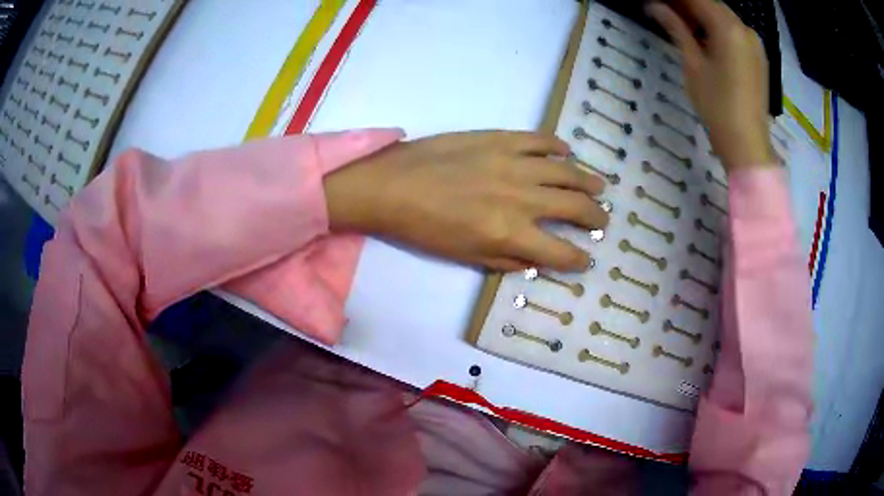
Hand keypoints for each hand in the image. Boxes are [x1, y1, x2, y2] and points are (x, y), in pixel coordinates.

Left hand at [324, 131, 608, 271]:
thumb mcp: (468, 257)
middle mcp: (522, 198)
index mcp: (511, 233)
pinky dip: (558, 146)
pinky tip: (568, 152)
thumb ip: (510, 259)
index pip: (561, 251)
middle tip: (602, 220)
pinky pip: (540, 140)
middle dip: (595, 217)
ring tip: (600, 187)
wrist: (393, 186)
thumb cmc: (426, 229)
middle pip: (574, 207)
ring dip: (588, 181)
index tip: (585, 258)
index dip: (578, 258)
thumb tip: (539, 256)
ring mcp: (514, 163)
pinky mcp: (500, 139)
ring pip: (566, 171)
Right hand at [646, 0, 773, 170]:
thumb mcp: (692, 64)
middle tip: (666, 9)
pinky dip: (717, 28)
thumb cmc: (717, 106)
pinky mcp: (758, 56)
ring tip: (680, 21)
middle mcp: (745, 28)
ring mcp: (755, 43)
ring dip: (702, 14)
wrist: (748, 144)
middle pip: (711, 4)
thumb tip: (653, 5)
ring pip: (723, 16)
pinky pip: (734, 31)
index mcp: (728, 27)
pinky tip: (703, 36)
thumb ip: (675, 28)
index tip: (659, 2)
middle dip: (688, 4)